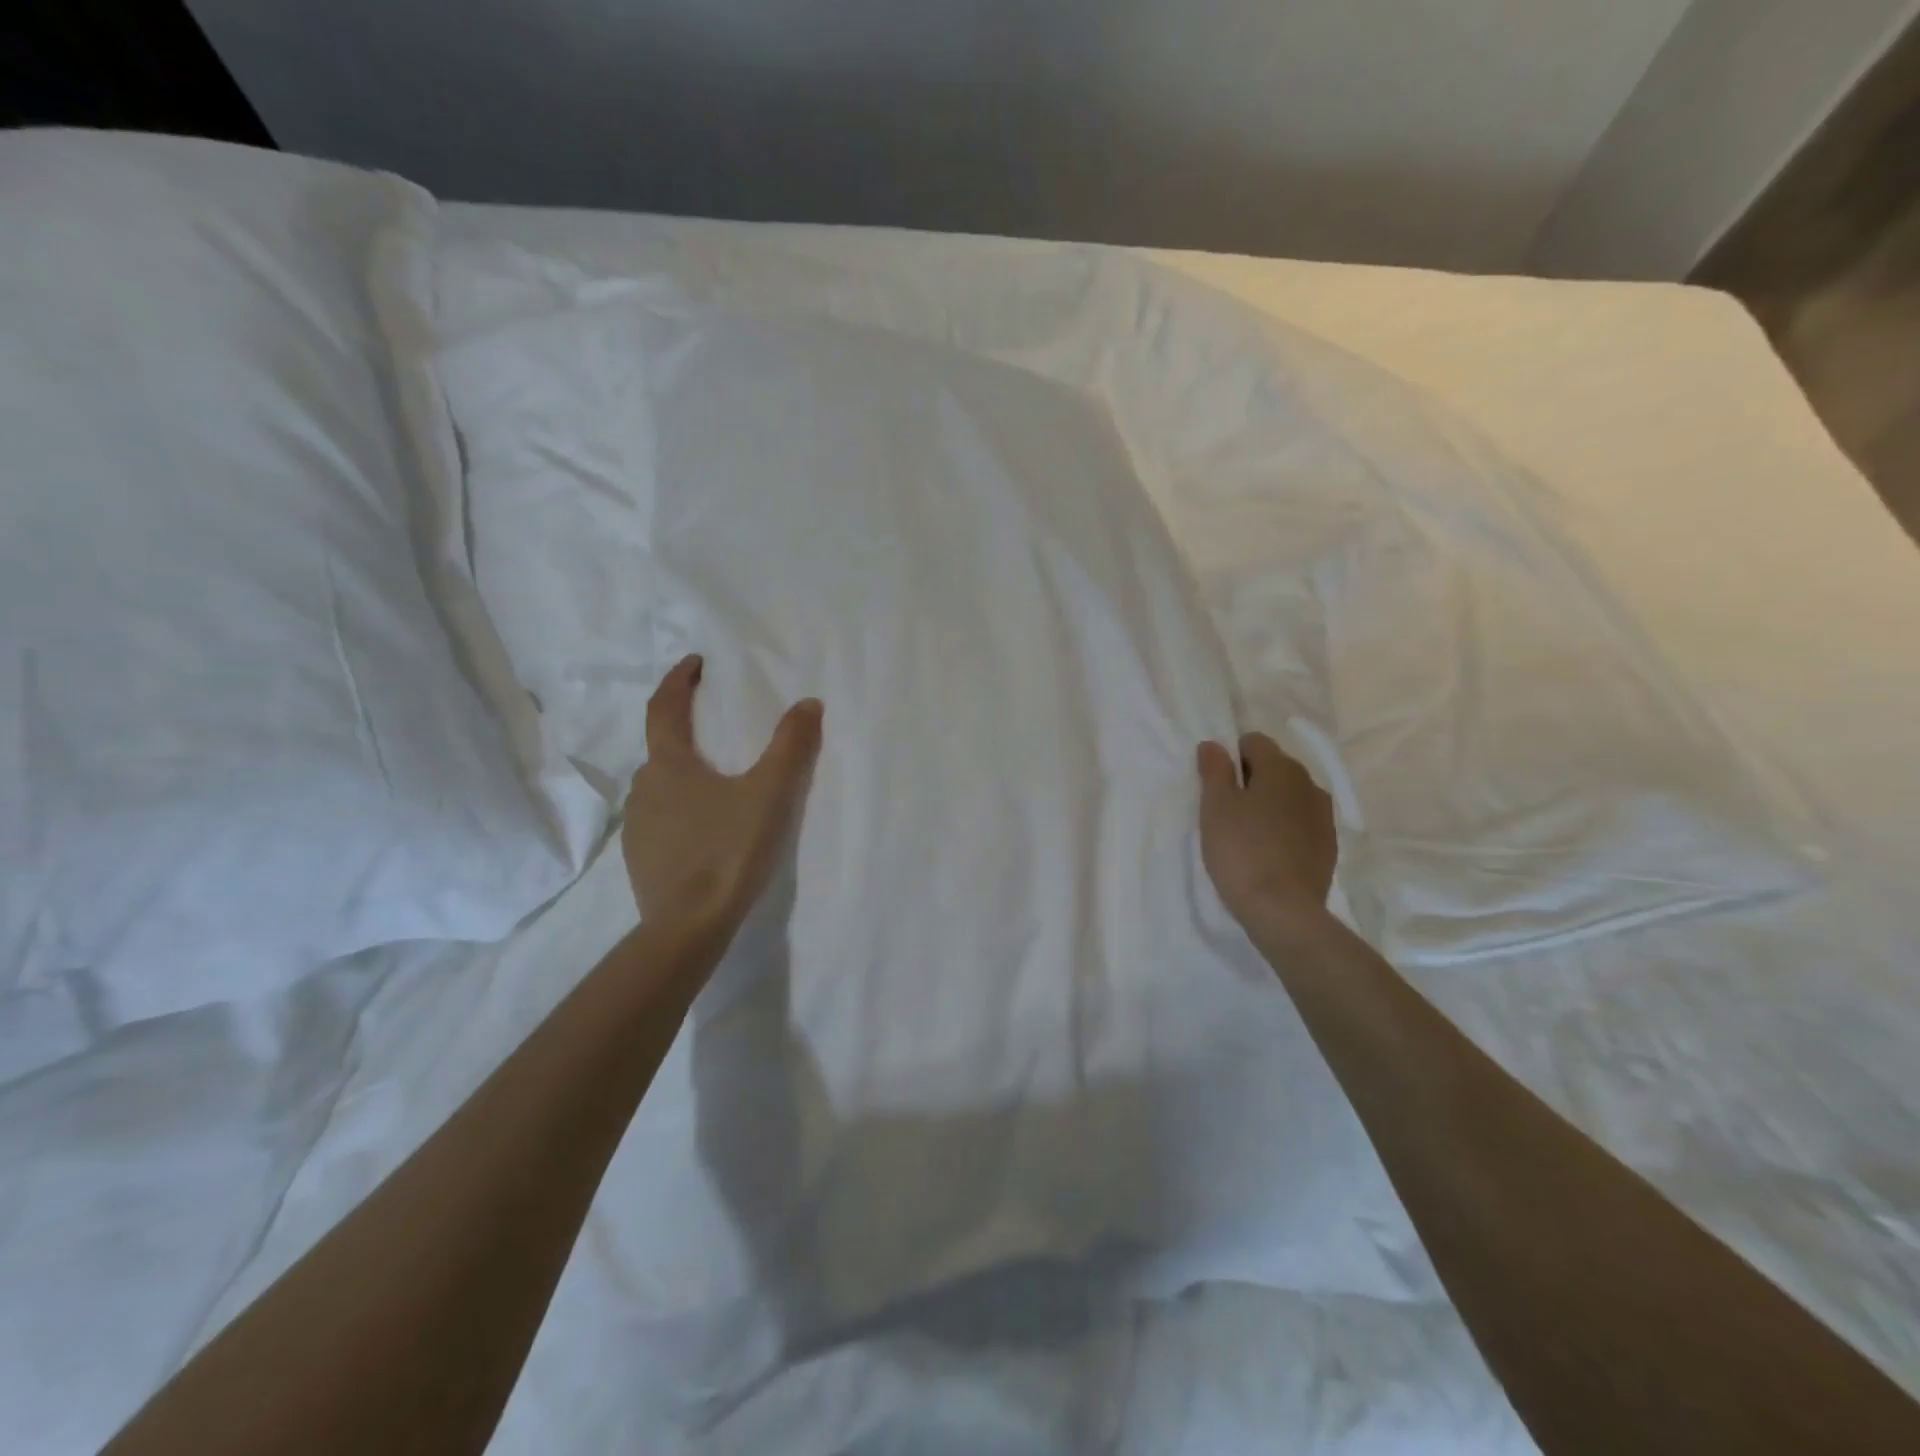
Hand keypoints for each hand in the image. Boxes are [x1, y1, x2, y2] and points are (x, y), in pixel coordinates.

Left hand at [621, 654, 822, 931]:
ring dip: (684, 773)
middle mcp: (644, 789)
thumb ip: (791, 747)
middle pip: (661, 747)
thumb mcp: (769, 794)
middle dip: (684, 729)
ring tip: (717, 782)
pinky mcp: (641, 859)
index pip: (664, 708)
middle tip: (713, 725)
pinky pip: (660, 818)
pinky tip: (705, 828)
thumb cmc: (728, 850)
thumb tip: (808, 704)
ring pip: (660, 786)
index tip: (695, 663)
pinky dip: (681, 808)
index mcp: (668, 765)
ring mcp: (637, 827)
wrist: (688, 927)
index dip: (678, 680)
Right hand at [1197, 731, 1336, 940]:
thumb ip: (1214, 770)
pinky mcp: (1329, 845)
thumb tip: (1213, 744)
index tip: (1217, 786)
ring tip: (1248, 834)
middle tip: (1227, 811)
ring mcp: (1324, 815)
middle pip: (1275, 767)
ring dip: (1270, 805)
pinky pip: (1301, 823)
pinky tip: (1269, 853)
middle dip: (1251, 780)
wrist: (1284, 910)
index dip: (1231, 758)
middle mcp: (1309, 783)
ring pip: (1290, 796)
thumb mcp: (1215, 807)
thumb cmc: (1242, 851)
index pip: (1254, 741)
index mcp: (1281, 768)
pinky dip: (1285, 828)